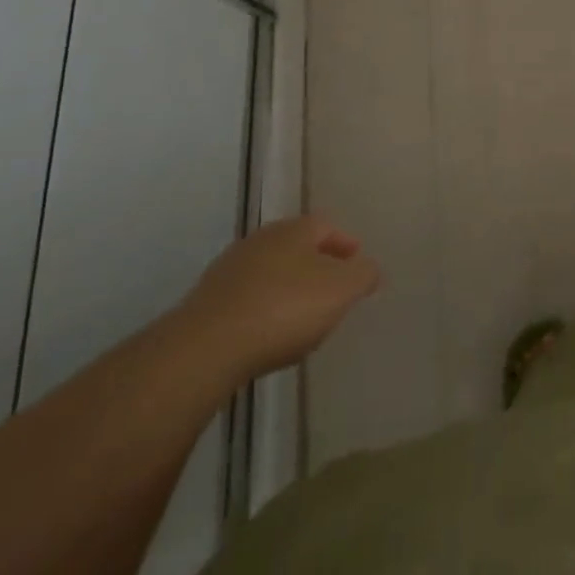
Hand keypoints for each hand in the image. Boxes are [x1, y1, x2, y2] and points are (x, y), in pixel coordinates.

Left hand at [173, 215, 380, 382]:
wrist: (205, 348)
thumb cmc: (284, 309)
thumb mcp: (341, 290)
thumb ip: (363, 275)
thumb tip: (369, 269)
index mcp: (294, 230)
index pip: (326, 225)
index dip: (345, 243)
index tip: (357, 265)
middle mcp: (260, 240)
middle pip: (296, 246)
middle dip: (316, 264)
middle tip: (333, 289)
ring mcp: (228, 270)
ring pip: (269, 271)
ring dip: (288, 286)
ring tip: (302, 315)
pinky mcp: (206, 303)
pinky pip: (246, 298)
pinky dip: (263, 308)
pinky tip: (268, 333)